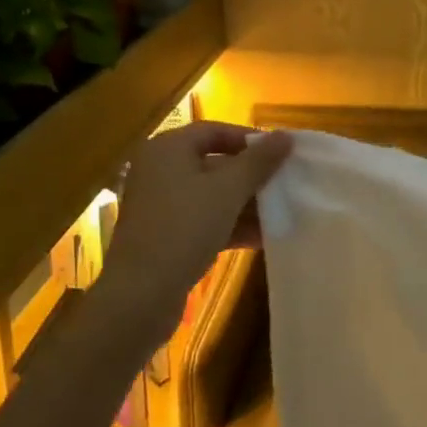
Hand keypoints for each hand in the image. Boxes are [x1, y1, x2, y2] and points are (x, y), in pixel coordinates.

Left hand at [98, 122, 292, 330]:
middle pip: (213, 163)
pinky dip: (230, 225)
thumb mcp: (228, 190)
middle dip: (250, 176)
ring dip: (245, 204)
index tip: (280, 154)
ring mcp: (160, 205)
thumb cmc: (184, 228)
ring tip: (281, 212)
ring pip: (210, 195)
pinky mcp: (164, 235)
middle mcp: (159, 170)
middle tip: (283, 183)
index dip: (249, 140)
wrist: (141, 295)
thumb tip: (286, 135)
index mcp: (167, 149)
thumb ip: (259, 161)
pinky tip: (262, 238)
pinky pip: (203, 220)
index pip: (214, 131)